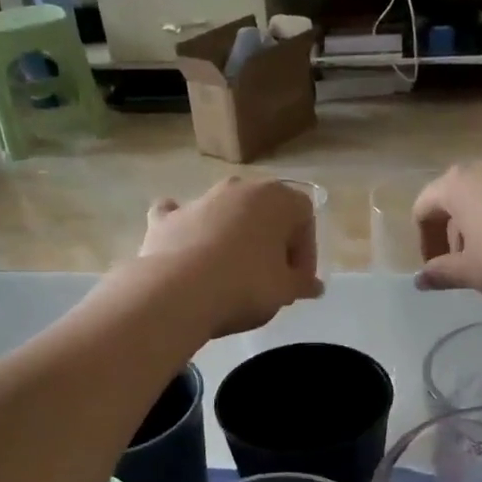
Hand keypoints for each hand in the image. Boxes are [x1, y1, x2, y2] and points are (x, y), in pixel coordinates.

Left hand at [140, 177, 323, 336]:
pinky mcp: (167, 218)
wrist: (178, 293)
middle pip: (266, 212)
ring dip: (235, 236)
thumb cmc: (246, 286)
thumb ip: (302, 284)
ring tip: (234, 274)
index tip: (298, 281)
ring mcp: (199, 199)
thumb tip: (314, 286)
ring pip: (226, 212)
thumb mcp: (285, 291)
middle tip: (272, 278)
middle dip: (272, 242)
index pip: (305, 216)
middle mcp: (239, 188)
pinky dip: (187, 228)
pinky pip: (182, 216)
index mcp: (276, 198)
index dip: (307, 251)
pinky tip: (187, 247)